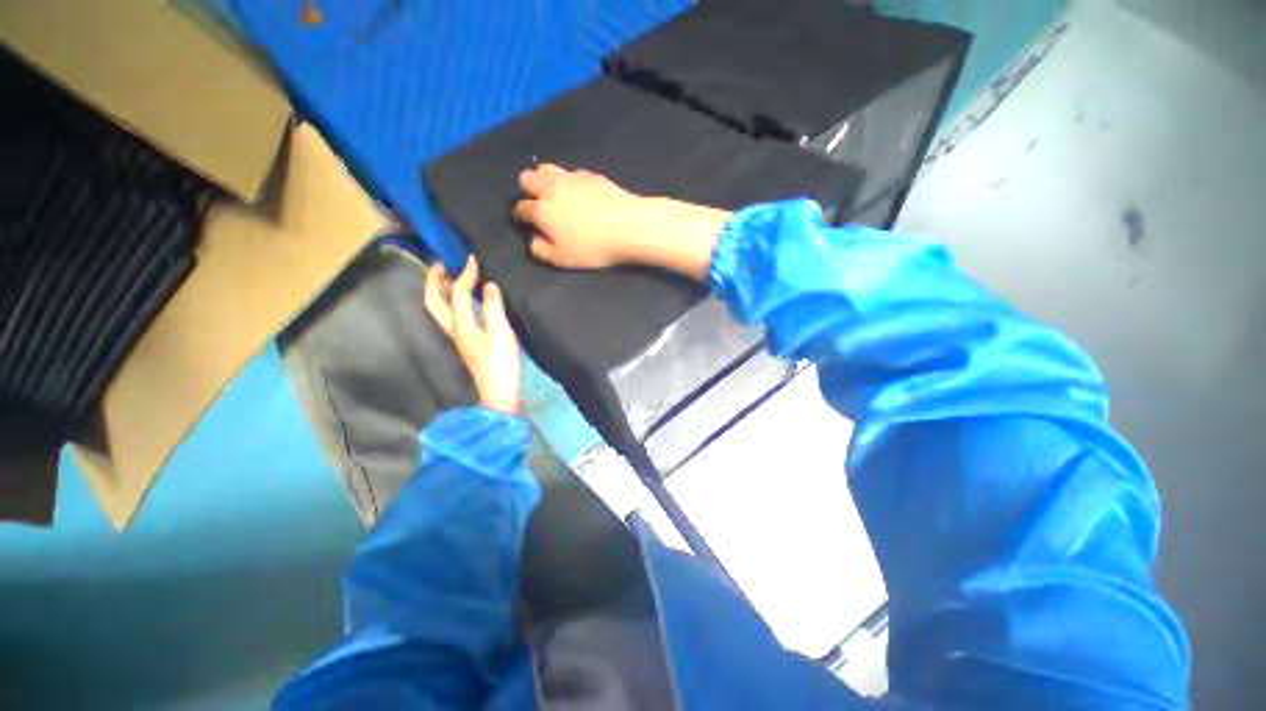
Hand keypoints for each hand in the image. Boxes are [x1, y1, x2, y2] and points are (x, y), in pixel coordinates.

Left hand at [424, 257, 522, 414]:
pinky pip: (455, 315)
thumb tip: (489, 285)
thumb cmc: (501, 363)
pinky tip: (469, 299)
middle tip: (443, 263)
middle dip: (435, 280)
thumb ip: (493, 307)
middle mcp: (455, 329)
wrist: (501, 392)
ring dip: (443, 290)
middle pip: (434, 302)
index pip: (457, 293)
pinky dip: (455, 301)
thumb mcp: (501, 333)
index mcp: (461, 325)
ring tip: (452, 276)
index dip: (464, 274)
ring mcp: (461, 337)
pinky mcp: (470, 343)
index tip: (473, 259)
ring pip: (442, 309)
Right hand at [513, 163, 732, 281]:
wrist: (628, 226)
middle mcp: (552, 188)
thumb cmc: (594, 248)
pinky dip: (570, 180)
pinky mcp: (591, 175)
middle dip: (528, 189)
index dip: (521, 215)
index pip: (521, 207)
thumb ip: (542, 250)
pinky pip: (572, 172)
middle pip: (527, 177)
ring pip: (547, 168)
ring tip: (556, 194)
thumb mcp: (564, 260)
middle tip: (539, 203)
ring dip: (545, 179)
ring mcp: (572, 178)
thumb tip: (533, 240)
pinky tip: (581, 193)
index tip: (525, 221)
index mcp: (542, 210)